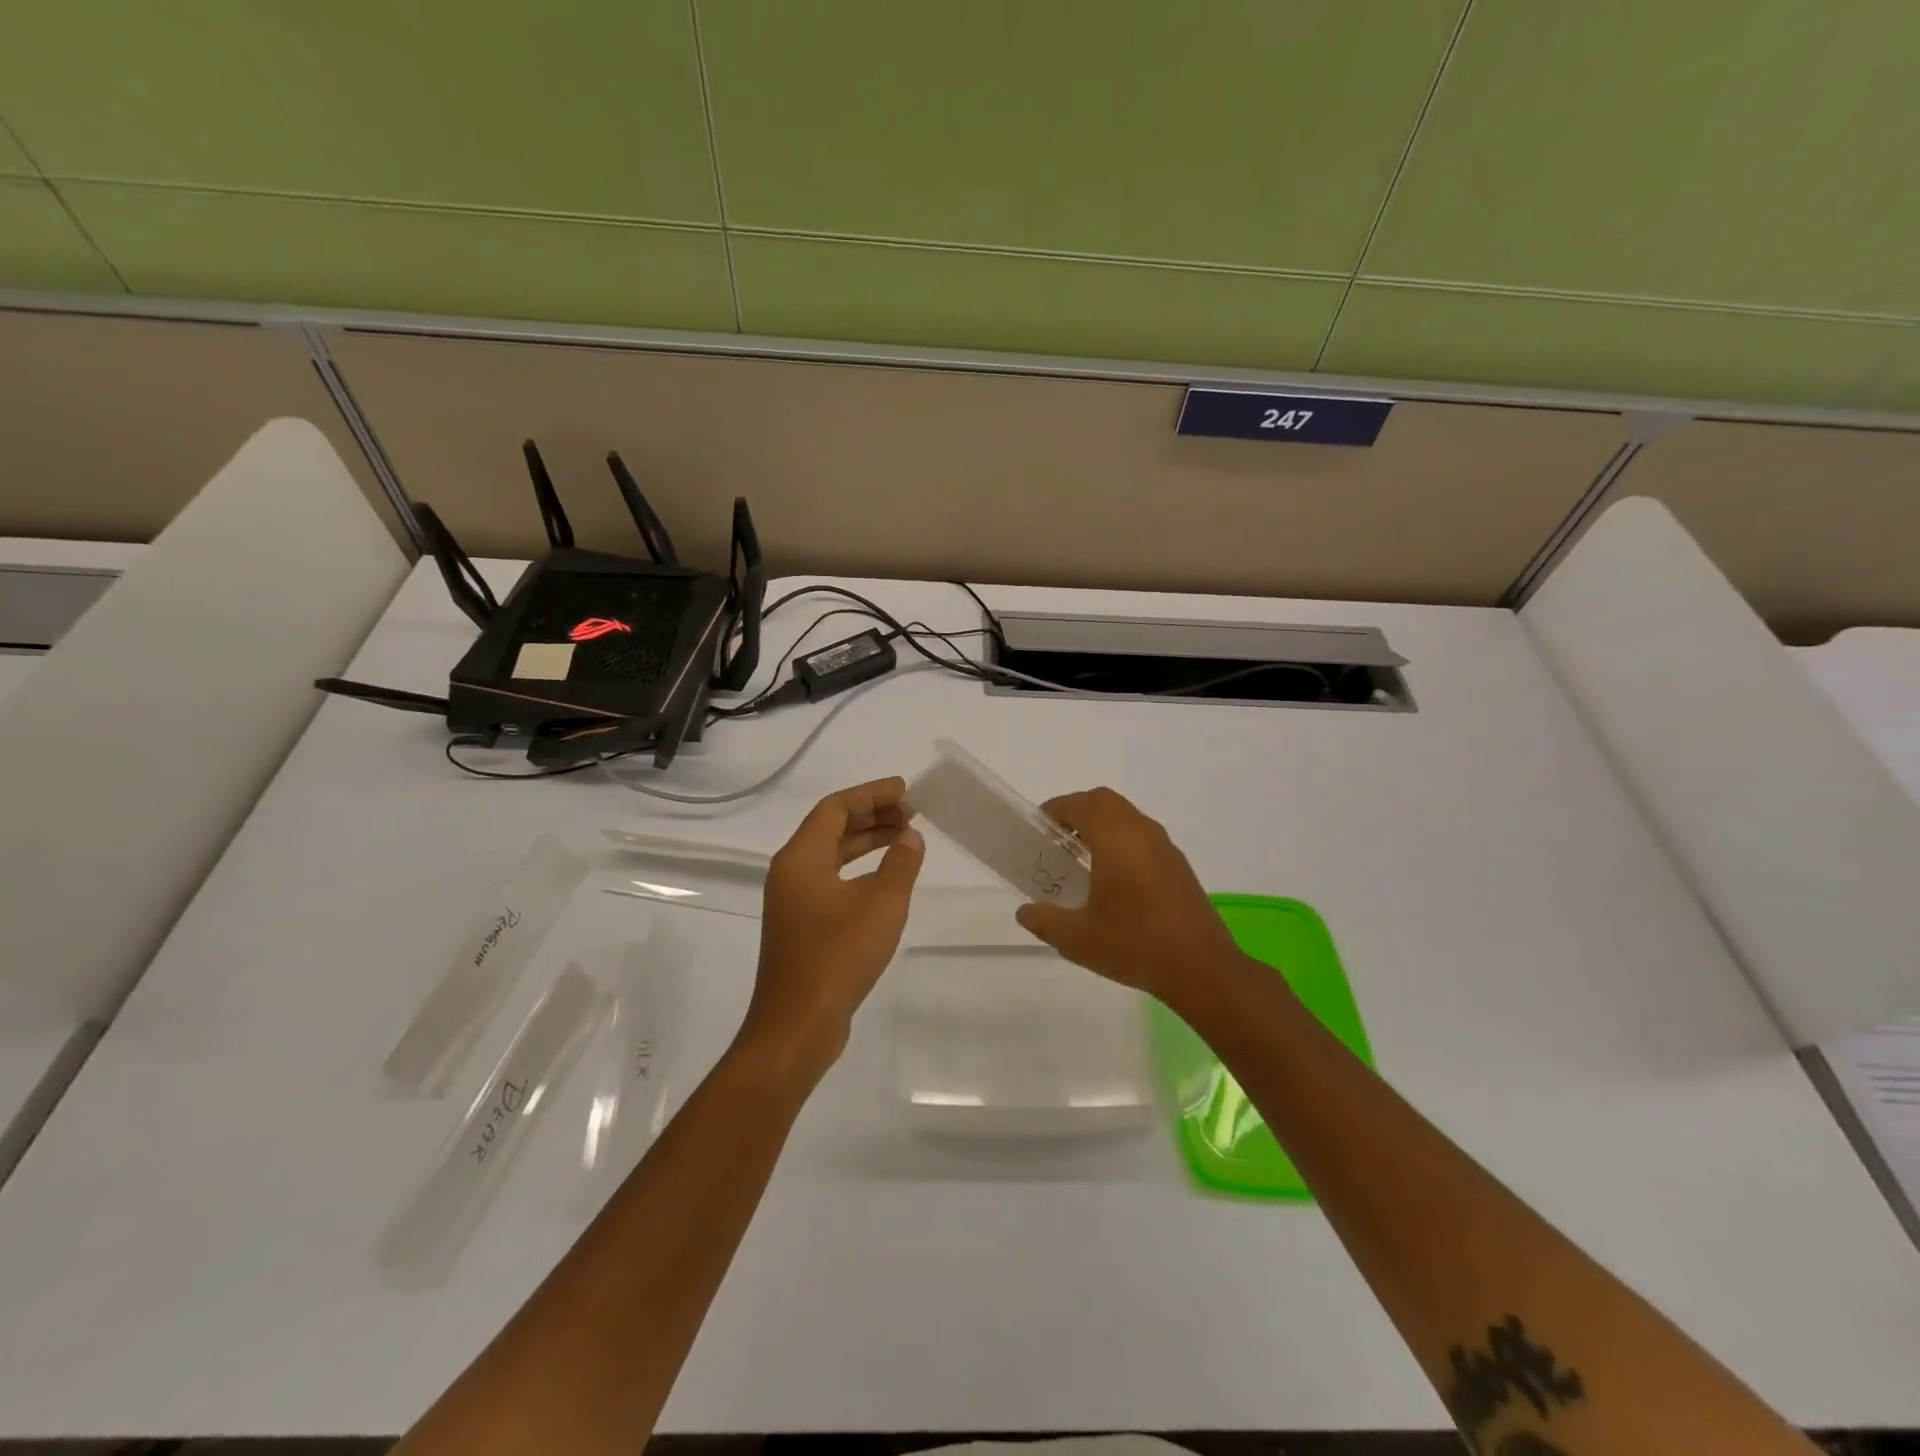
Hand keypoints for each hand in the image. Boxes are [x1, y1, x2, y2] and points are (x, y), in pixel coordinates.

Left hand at [741, 777, 924, 1078]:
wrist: (798, 1026)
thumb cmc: (838, 956)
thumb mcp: (882, 905)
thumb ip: (901, 864)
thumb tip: (910, 838)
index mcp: (801, 858)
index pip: (835, 808)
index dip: (871, 794)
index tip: (906, 790)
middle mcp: (791, 872)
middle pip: (831, 828)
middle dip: (871, 815)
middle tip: (912, 813)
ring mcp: (793, 901)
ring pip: (831, 855)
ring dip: (866, 842)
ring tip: (905, 837)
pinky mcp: (801, 925)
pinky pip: (831, 879)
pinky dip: (859, 870)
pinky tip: (886, 879)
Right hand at [1015, 786, 1243, 1010]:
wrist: (1202, 968)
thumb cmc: (1134, 944)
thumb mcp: (1077, 939)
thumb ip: (1044, 920)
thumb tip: (1025, 911)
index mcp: (1115, 838)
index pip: (1079, 804)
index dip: (1055, 810)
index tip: (1038, 830)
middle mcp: (1141, 832)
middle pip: (1104, 802)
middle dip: (1078, 812)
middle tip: (1057, 841)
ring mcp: (1164, 847)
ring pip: (1127, 817)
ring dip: (1101, 826)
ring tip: (1081, 860)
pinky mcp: (1177, 865)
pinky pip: (1142, 836)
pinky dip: (1121, 841)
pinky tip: (1113, 880)